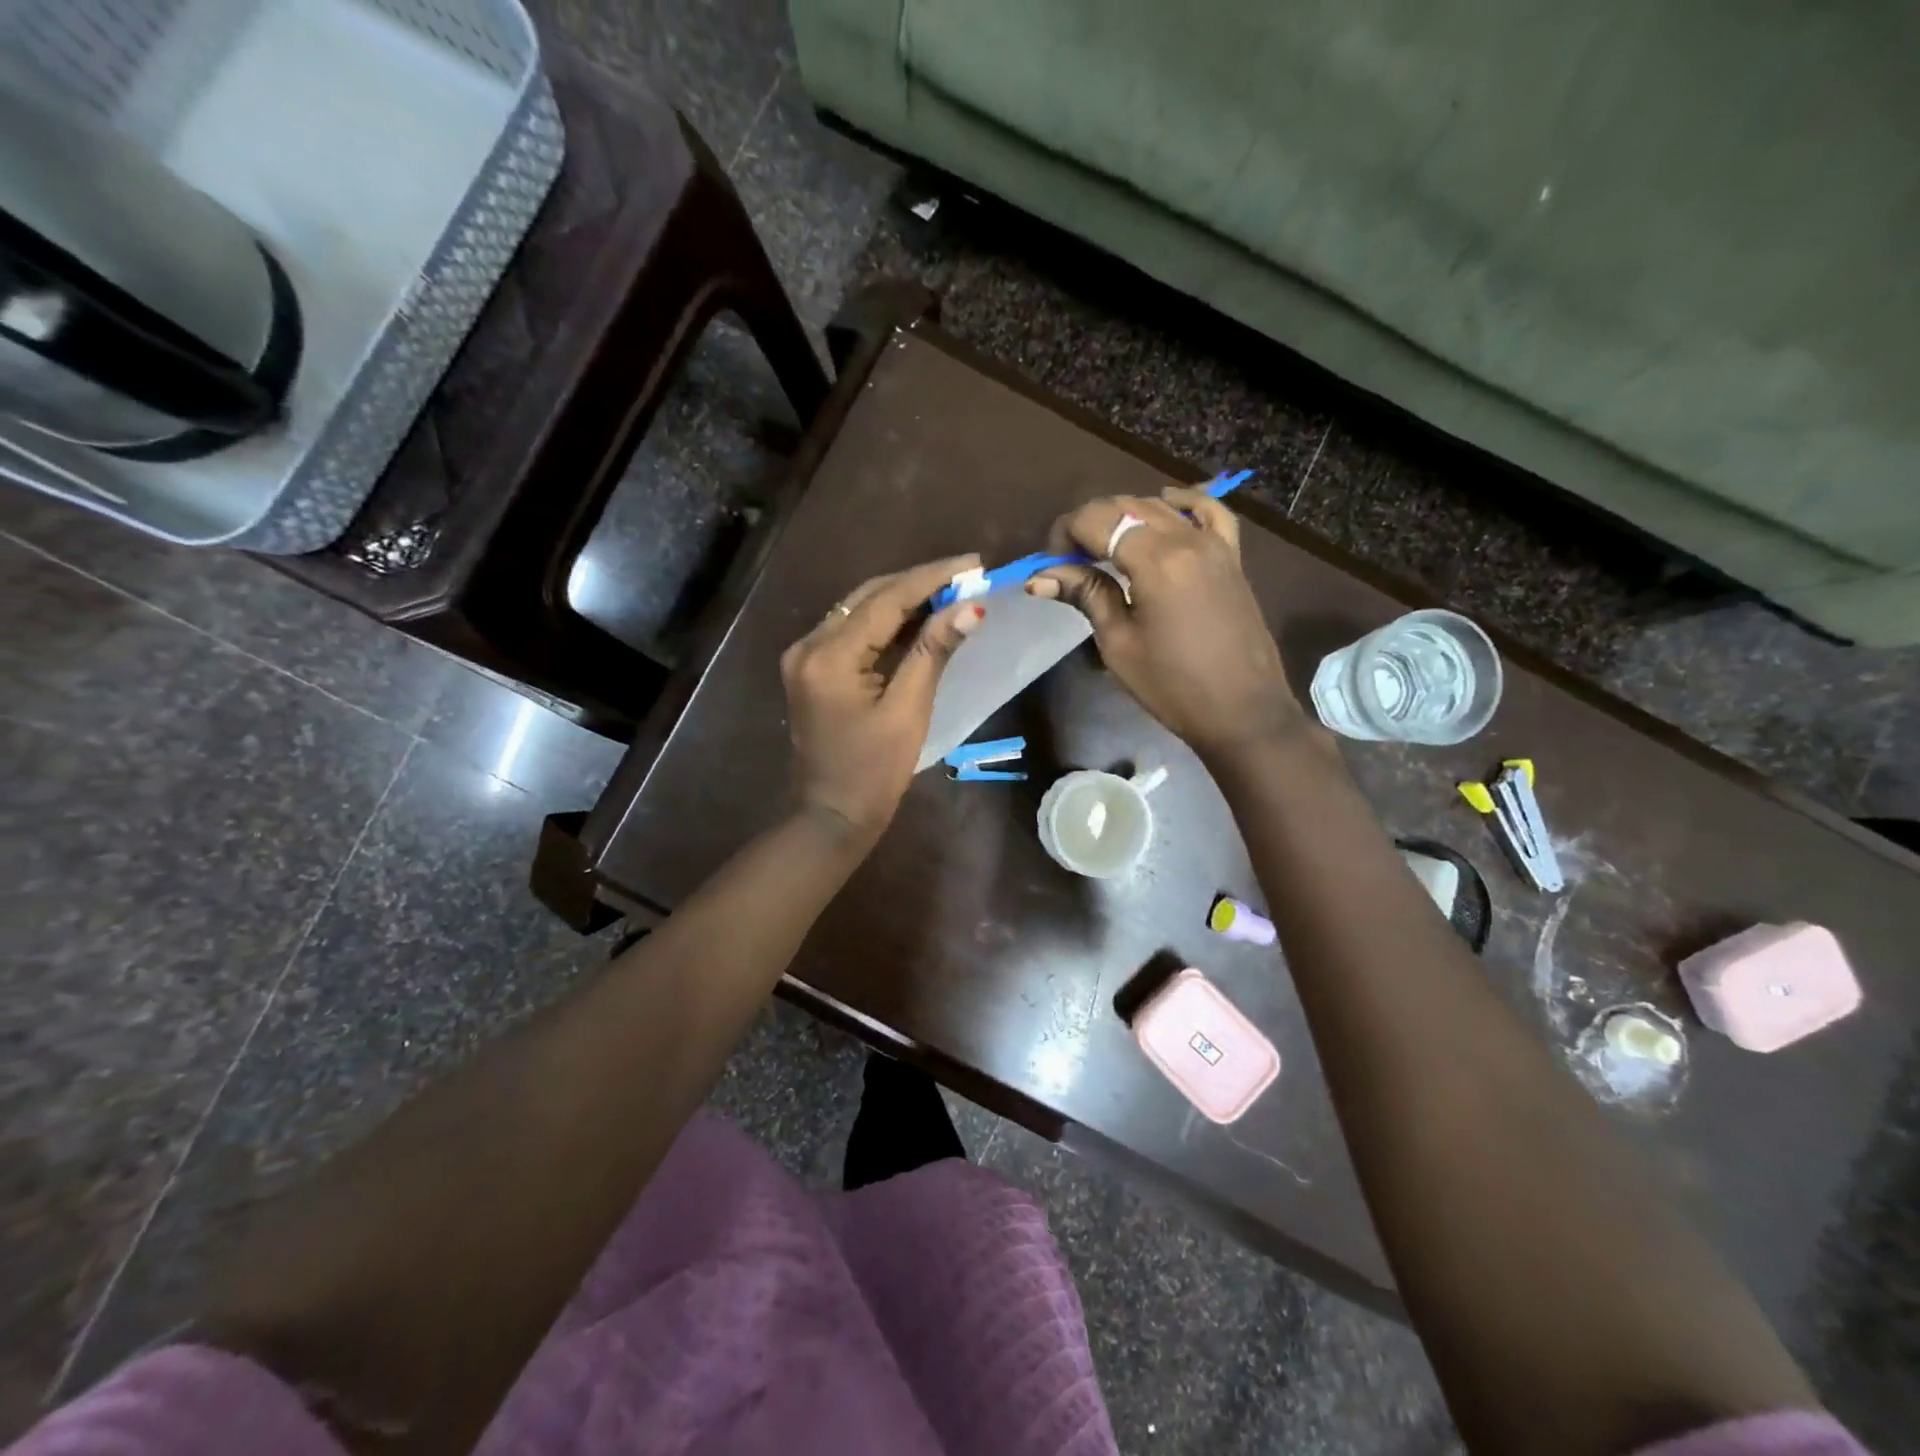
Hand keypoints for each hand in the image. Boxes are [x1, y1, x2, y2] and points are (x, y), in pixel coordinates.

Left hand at [781, 554, 985, 843]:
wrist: (831, 816)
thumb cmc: (874, 772)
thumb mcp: (908, 710)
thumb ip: (934, 652)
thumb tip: (972, 605)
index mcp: (829, 656)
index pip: (887, 599)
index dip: (933, 577)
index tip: (974, 562)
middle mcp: (808, 645)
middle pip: (869, 597)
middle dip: (919, 583)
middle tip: (967, 575)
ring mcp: (805, 656)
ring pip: (859, 610)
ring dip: (904, 600)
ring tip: (951, 591)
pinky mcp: (811, 669)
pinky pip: (852, 632)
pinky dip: (886, 623)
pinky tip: (919, 619)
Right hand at [1027, 486, 1303, 759]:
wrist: (1242, 711)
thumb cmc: (1173, 685)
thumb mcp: (1119, 643)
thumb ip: (1086, 595)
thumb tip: (1039, 576)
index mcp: (1155, 559)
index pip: (1097, 519)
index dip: (1065, 533)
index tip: (1052, 565)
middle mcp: (1186, 538)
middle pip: (1125, 506)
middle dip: (1090, 525)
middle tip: (1070, 563)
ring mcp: (1214, 543)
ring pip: (1160, 506)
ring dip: (1125, 517)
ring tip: (1105, 551)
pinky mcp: (1231, 556)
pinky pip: (1208, 511)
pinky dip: (1182, 504)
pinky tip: (1165, 509)